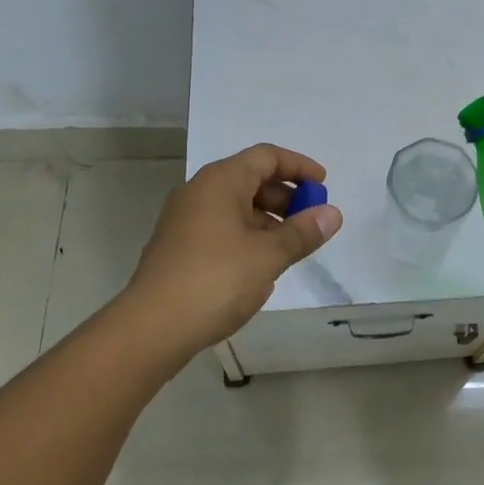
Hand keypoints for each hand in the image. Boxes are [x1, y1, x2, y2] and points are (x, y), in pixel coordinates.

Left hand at [122, 143, 343, 358]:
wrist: (151, 328)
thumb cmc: (216, 280)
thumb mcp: (268, 256)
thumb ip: (302, 233)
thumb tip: (332, 214)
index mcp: (221, 181)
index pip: (266, 156)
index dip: (298, 166)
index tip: (323, 185)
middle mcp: (199, 191)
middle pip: (250, 179)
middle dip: (285, 196)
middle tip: (310, 220)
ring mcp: (183, 219)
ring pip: (234, 206)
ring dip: (267, 219)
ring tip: (289, 248)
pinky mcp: (176, 247)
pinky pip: (220, 227)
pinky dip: (245, 235)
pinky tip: (258, 266)